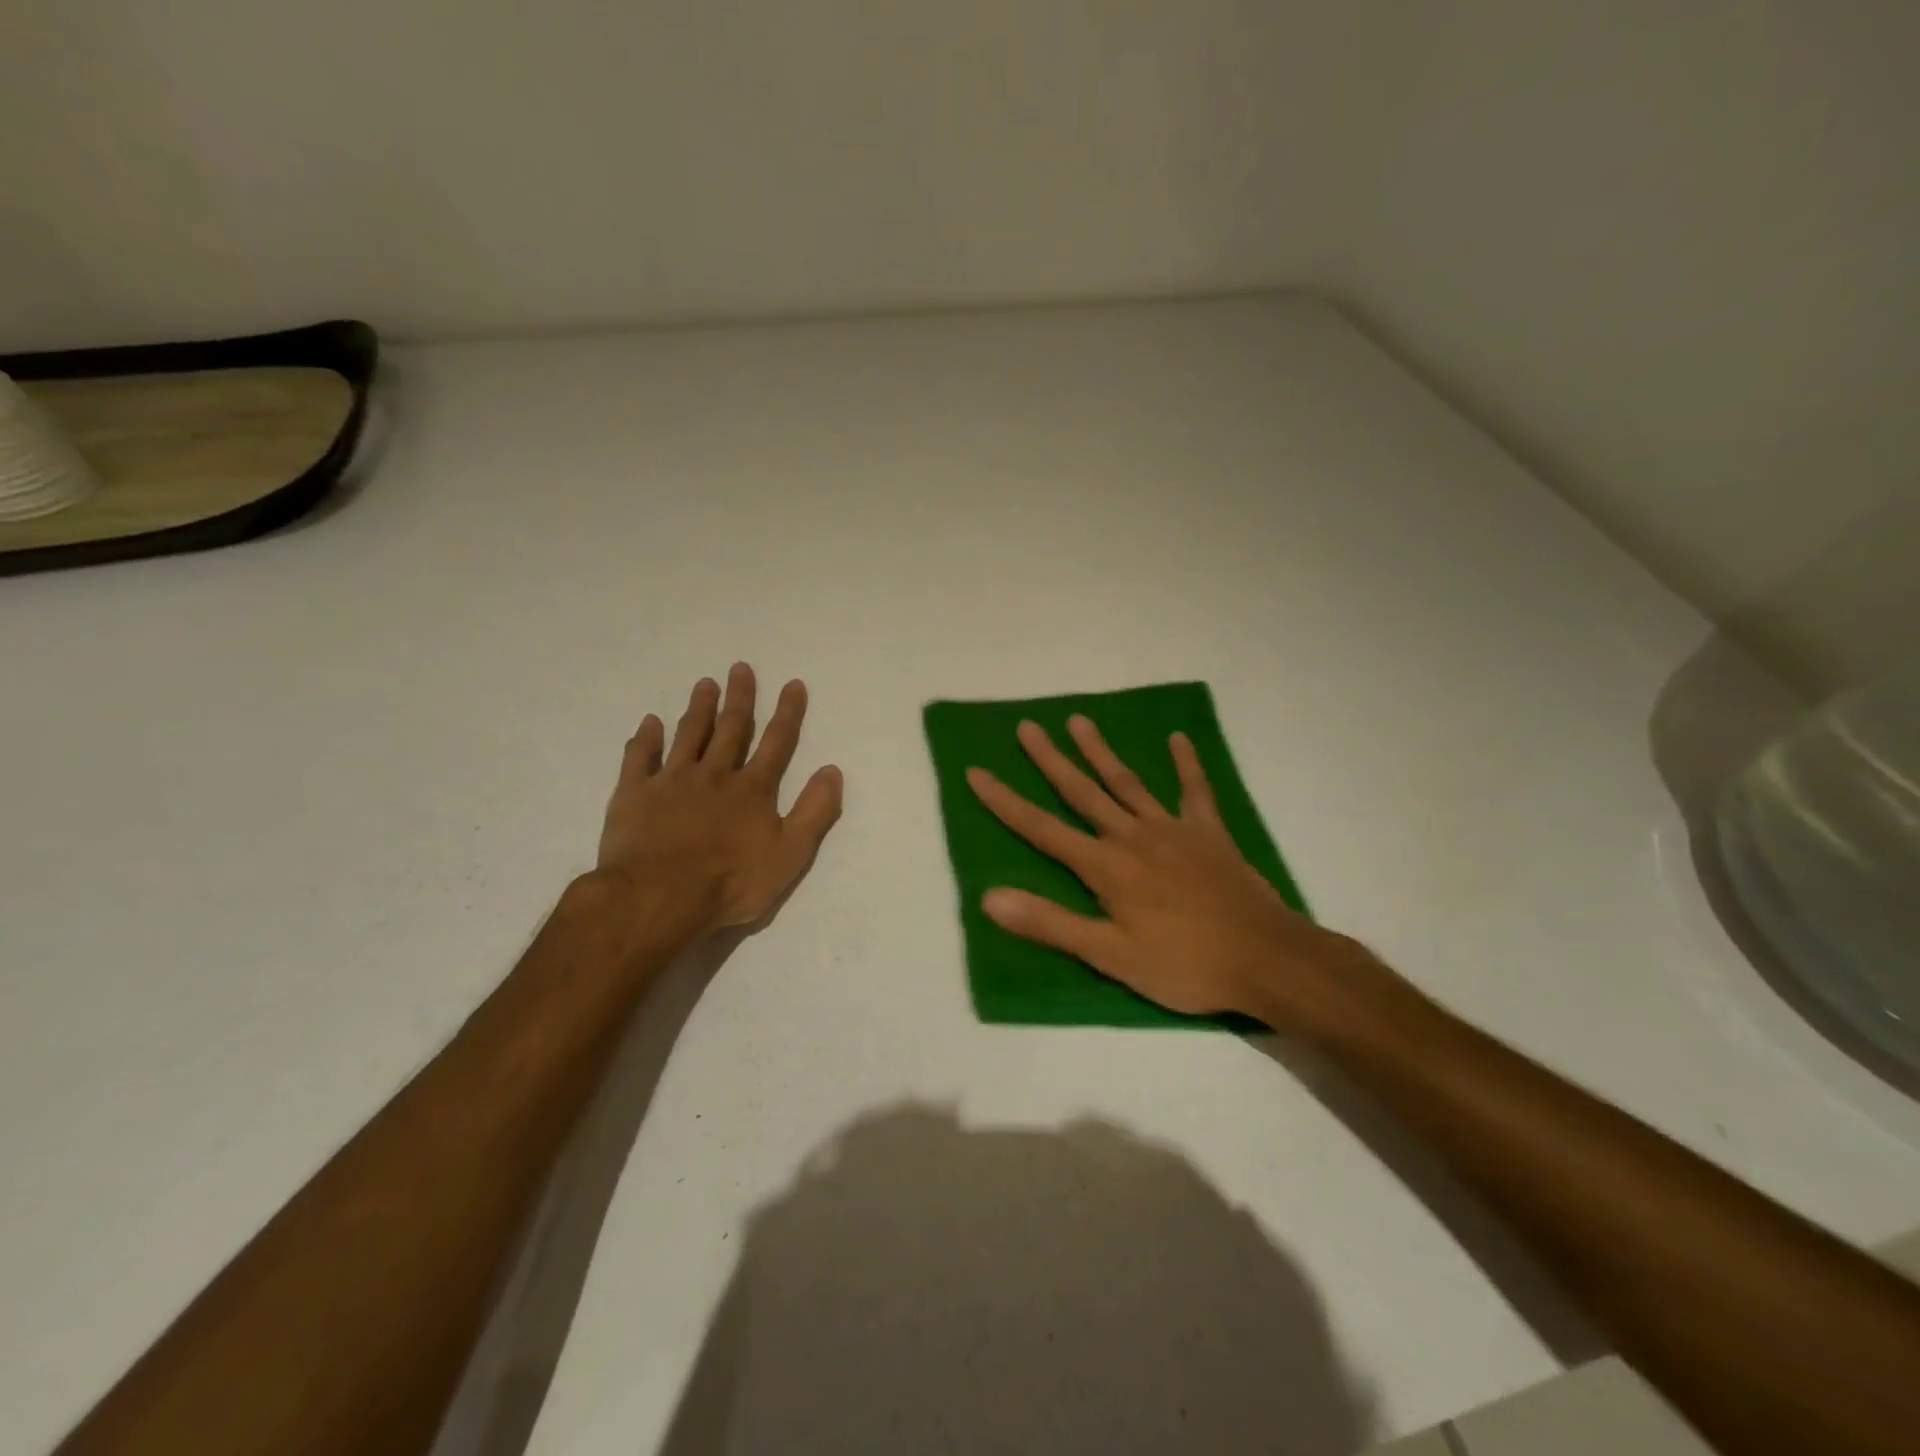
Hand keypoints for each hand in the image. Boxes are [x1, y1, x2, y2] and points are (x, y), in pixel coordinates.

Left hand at [596, 663, 842, 933]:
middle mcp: (714, 775)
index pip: (776, 743)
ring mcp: (671, 781)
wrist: (659, 897)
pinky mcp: (634, 794)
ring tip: (704, 683)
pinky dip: (645, 738)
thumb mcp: (790, 854)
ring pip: (688, 735)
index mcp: (752, 790)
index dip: (787, 713)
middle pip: (730, 729)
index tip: (792, 684)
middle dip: (739, 698)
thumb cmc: (731, 882)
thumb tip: (832, 770)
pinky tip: (649, 723)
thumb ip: (814, 811)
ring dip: (699, 708)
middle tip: (740, 667)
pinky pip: (639, 758)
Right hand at [967, 716, 1373, 1026]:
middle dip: (1049, 760)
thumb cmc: (1184, 965)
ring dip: (1100, 751)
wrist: (1266, 959)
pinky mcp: (1208, 833)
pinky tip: (1178, 739)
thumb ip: (1050, 924)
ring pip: (1127, 782)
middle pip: (1082, 792)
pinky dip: (1186, 764)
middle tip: (1026, 727)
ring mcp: (1173, 829)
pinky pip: (1195, 790)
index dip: (1005, 801)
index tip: (976, 771)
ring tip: (1078, 720)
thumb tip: (989, 897)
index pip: (1041, 829)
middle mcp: (1132, 836)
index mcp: (1105, 867)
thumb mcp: (1110, 956)